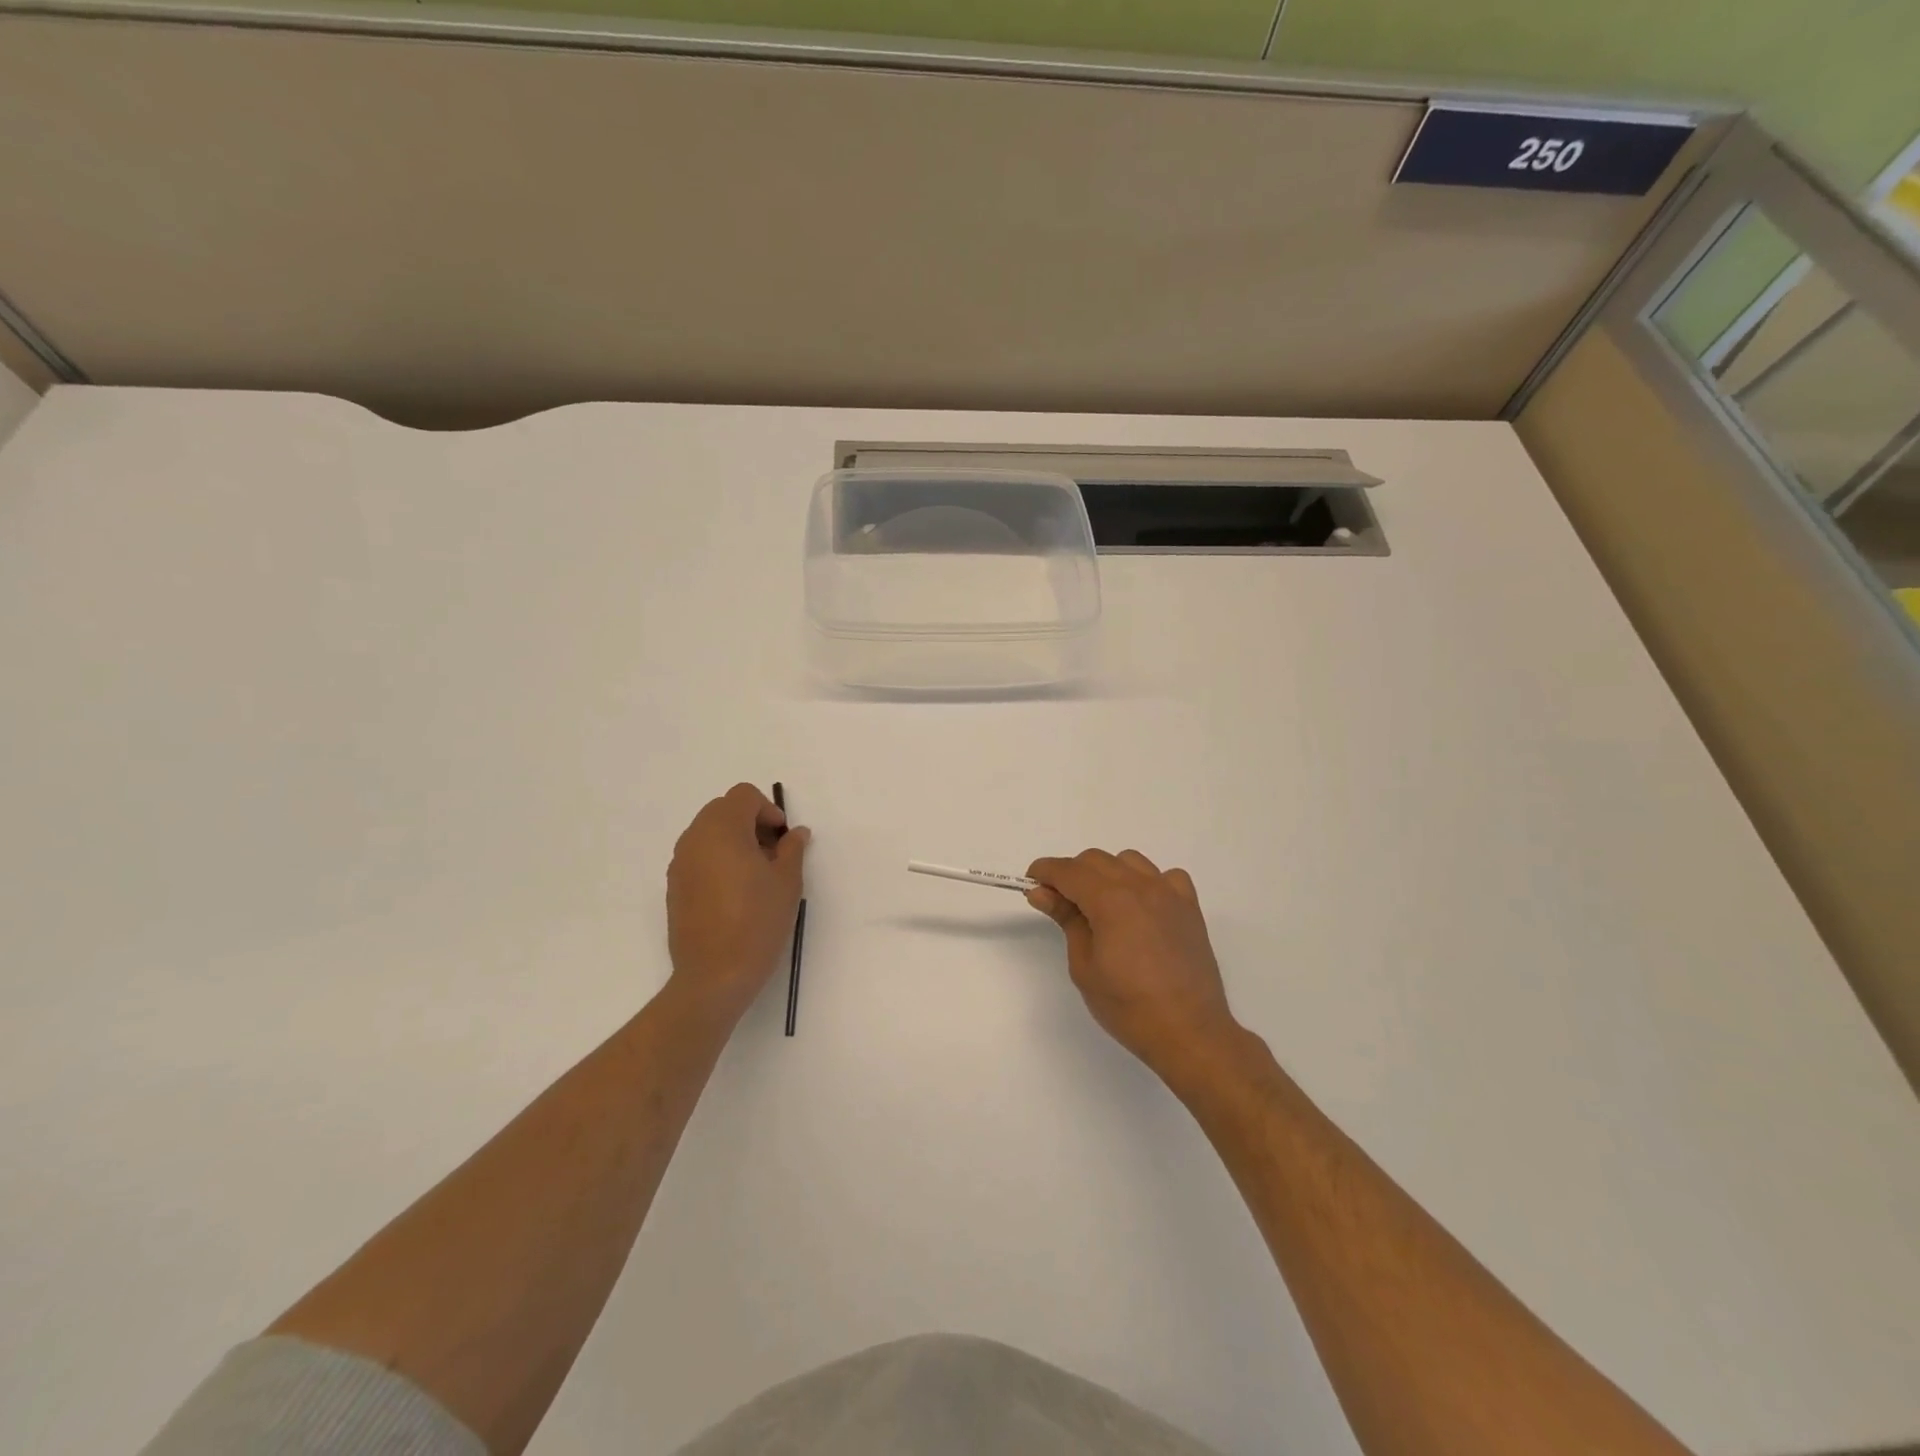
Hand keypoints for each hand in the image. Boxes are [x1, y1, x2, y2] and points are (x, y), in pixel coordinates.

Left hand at [666, 783, 808, 1020]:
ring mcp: (680, 863)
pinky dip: (717, 859)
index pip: (743, 796)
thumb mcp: (787, 882)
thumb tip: (795, 833)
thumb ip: (792, 849)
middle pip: (723, 809)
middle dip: (750, 821)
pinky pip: (697, 856)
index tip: (782, 838)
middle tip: (772, 853)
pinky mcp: (674, 886)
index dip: (767, 809)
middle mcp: (695, 839)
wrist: (714, 975)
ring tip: (755, 874)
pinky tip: (734, 892)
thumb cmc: (757, 922)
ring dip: (733, 840)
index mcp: (722, 830)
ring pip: (708, 832)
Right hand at [1026, 850, 1240, 1078]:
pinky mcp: (1190, 908)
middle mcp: (1140, 886)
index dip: (1045, 872)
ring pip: (1130, 861)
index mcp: (1110, 900)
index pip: (1068, 870)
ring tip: (1102, 905)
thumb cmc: (1128, 1006)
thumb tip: (1042, 893)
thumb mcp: (1084, 966)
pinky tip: (1143, 907)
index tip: (1032, 884)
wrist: (1189, 1032)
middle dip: (1072, 873)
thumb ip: (1066, 920)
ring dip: (1108, 873)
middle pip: (1096, 860)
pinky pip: (1166, 877)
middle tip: (1061, 903)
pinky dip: (1149, 882)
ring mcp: (1169, 894)